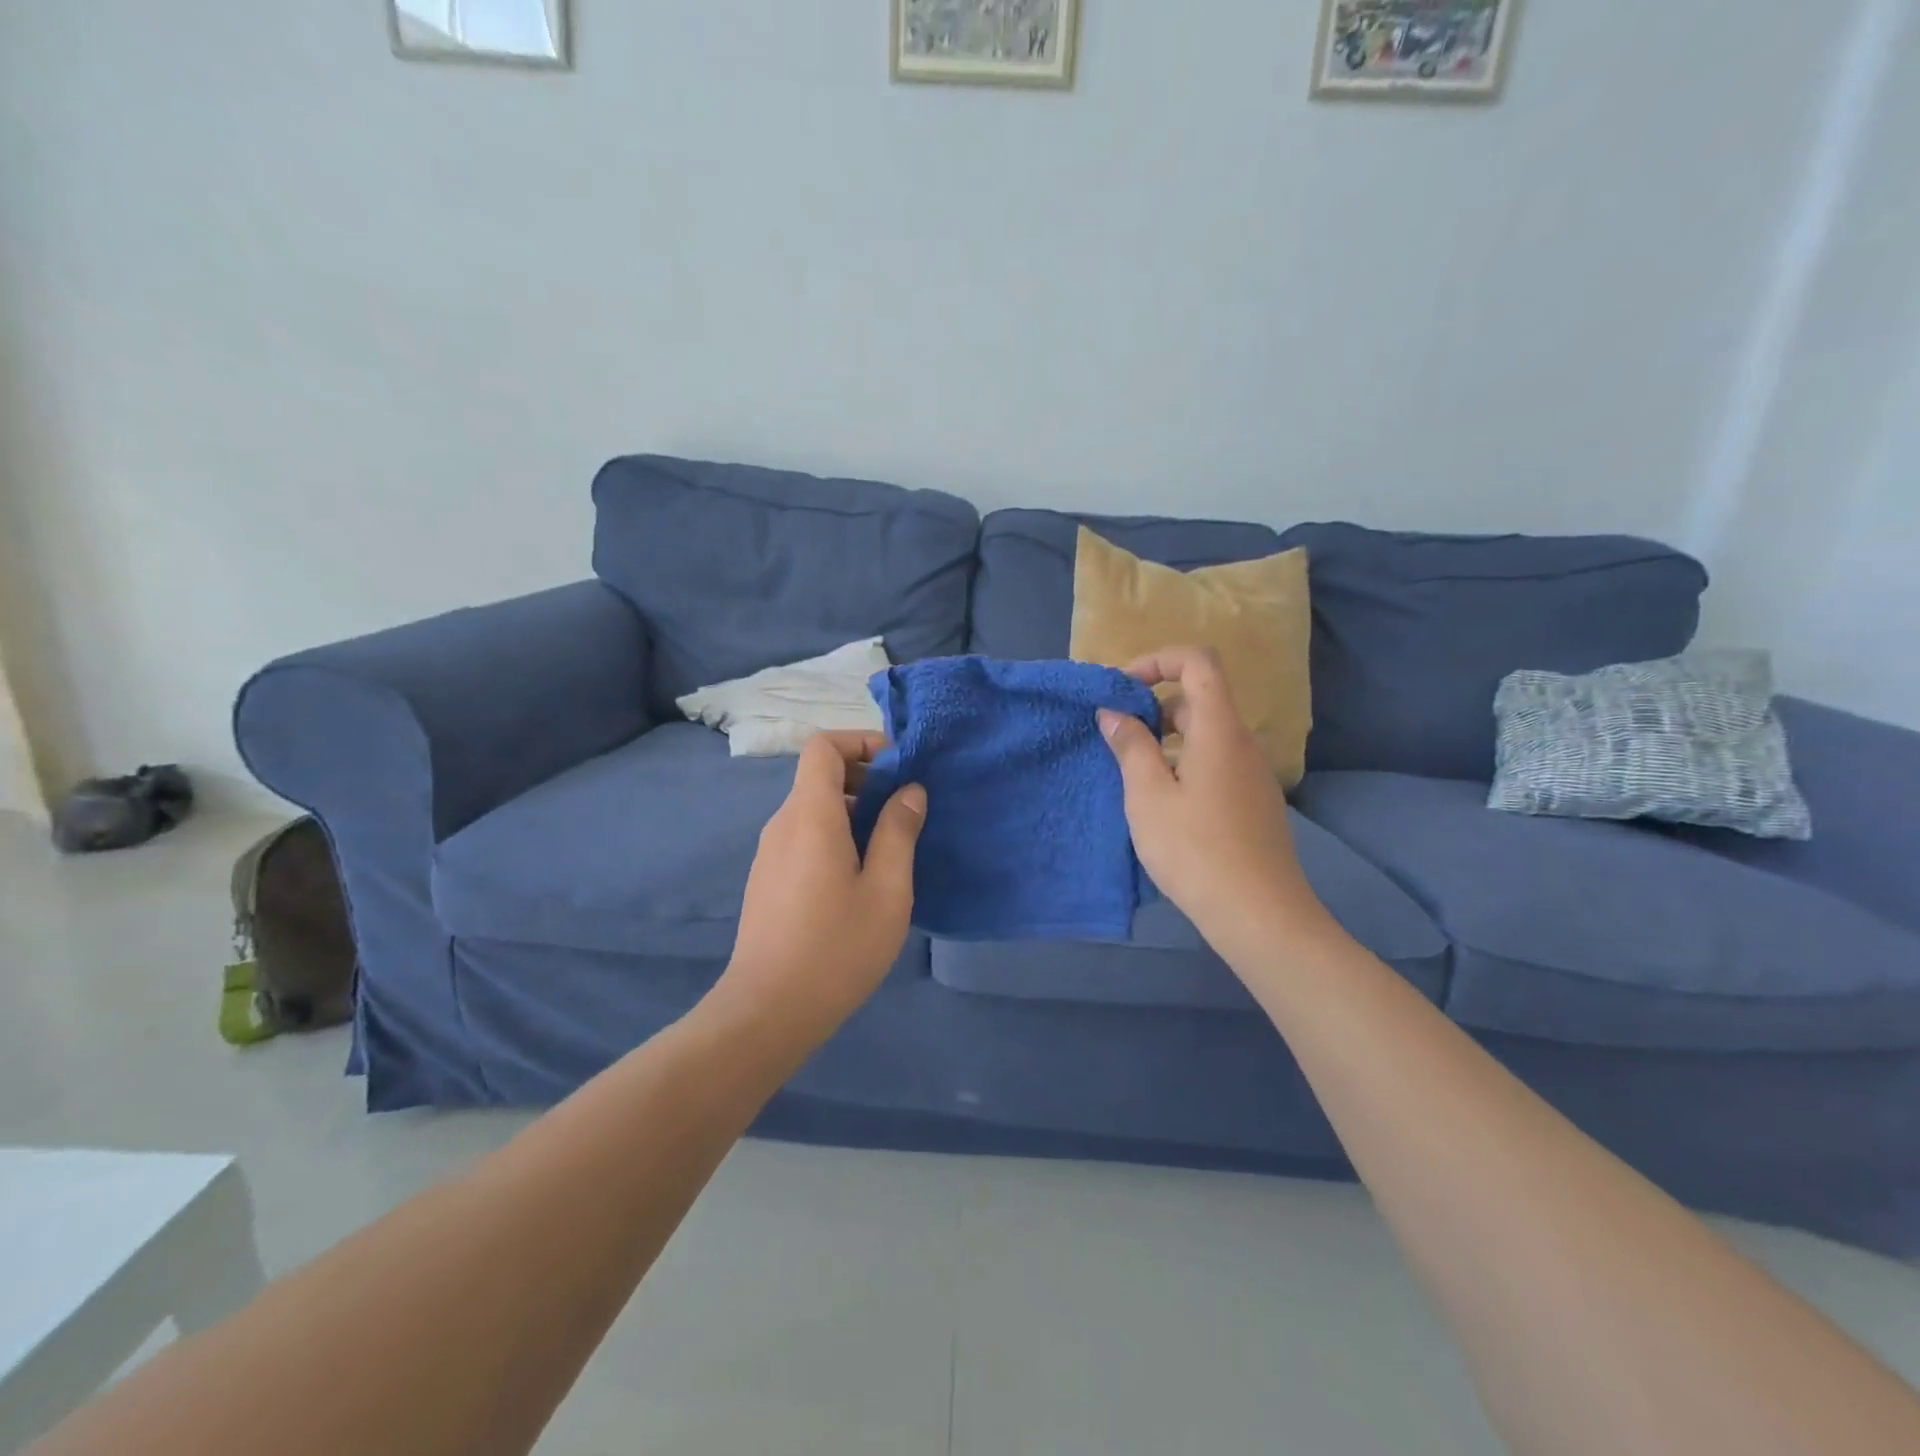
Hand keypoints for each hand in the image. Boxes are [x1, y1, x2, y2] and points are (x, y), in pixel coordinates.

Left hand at [713, 731, 926, 1048]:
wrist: (767, 1011)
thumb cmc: (836, 947)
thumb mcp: (886, 890)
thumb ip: (899, 832)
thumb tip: (910, 790)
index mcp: (810, 815)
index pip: (822, 746)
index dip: (861, 742)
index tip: (899, 768)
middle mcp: (783, 823)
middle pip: (820, 775)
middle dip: (866, 778)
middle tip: (905, 811)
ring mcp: (770, 853)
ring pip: (814, 809)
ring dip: (854, 811)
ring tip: (891, 848)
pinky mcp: (769, 879)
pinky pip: (805, 836)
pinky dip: (836, 835)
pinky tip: (860, 879)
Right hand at [1097, 647, 1323, 947]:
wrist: (1257, 912)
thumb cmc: (1194, 848)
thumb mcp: (1147, 795)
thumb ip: (1130, 746)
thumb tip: (1114, 712)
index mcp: (1219, 729)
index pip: (1198, 662)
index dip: (1158, 660)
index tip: (1124, 689)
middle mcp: (1242, 742)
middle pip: (1201, 697)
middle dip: (1155, 705)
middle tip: (1119, 736)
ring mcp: (1252, 773)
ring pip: (1207, 733)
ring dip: (1168, 738)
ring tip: (1134, 773)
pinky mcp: (1254, 801)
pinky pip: (1216, 761)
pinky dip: (1185, 762)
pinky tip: (1165, 803)